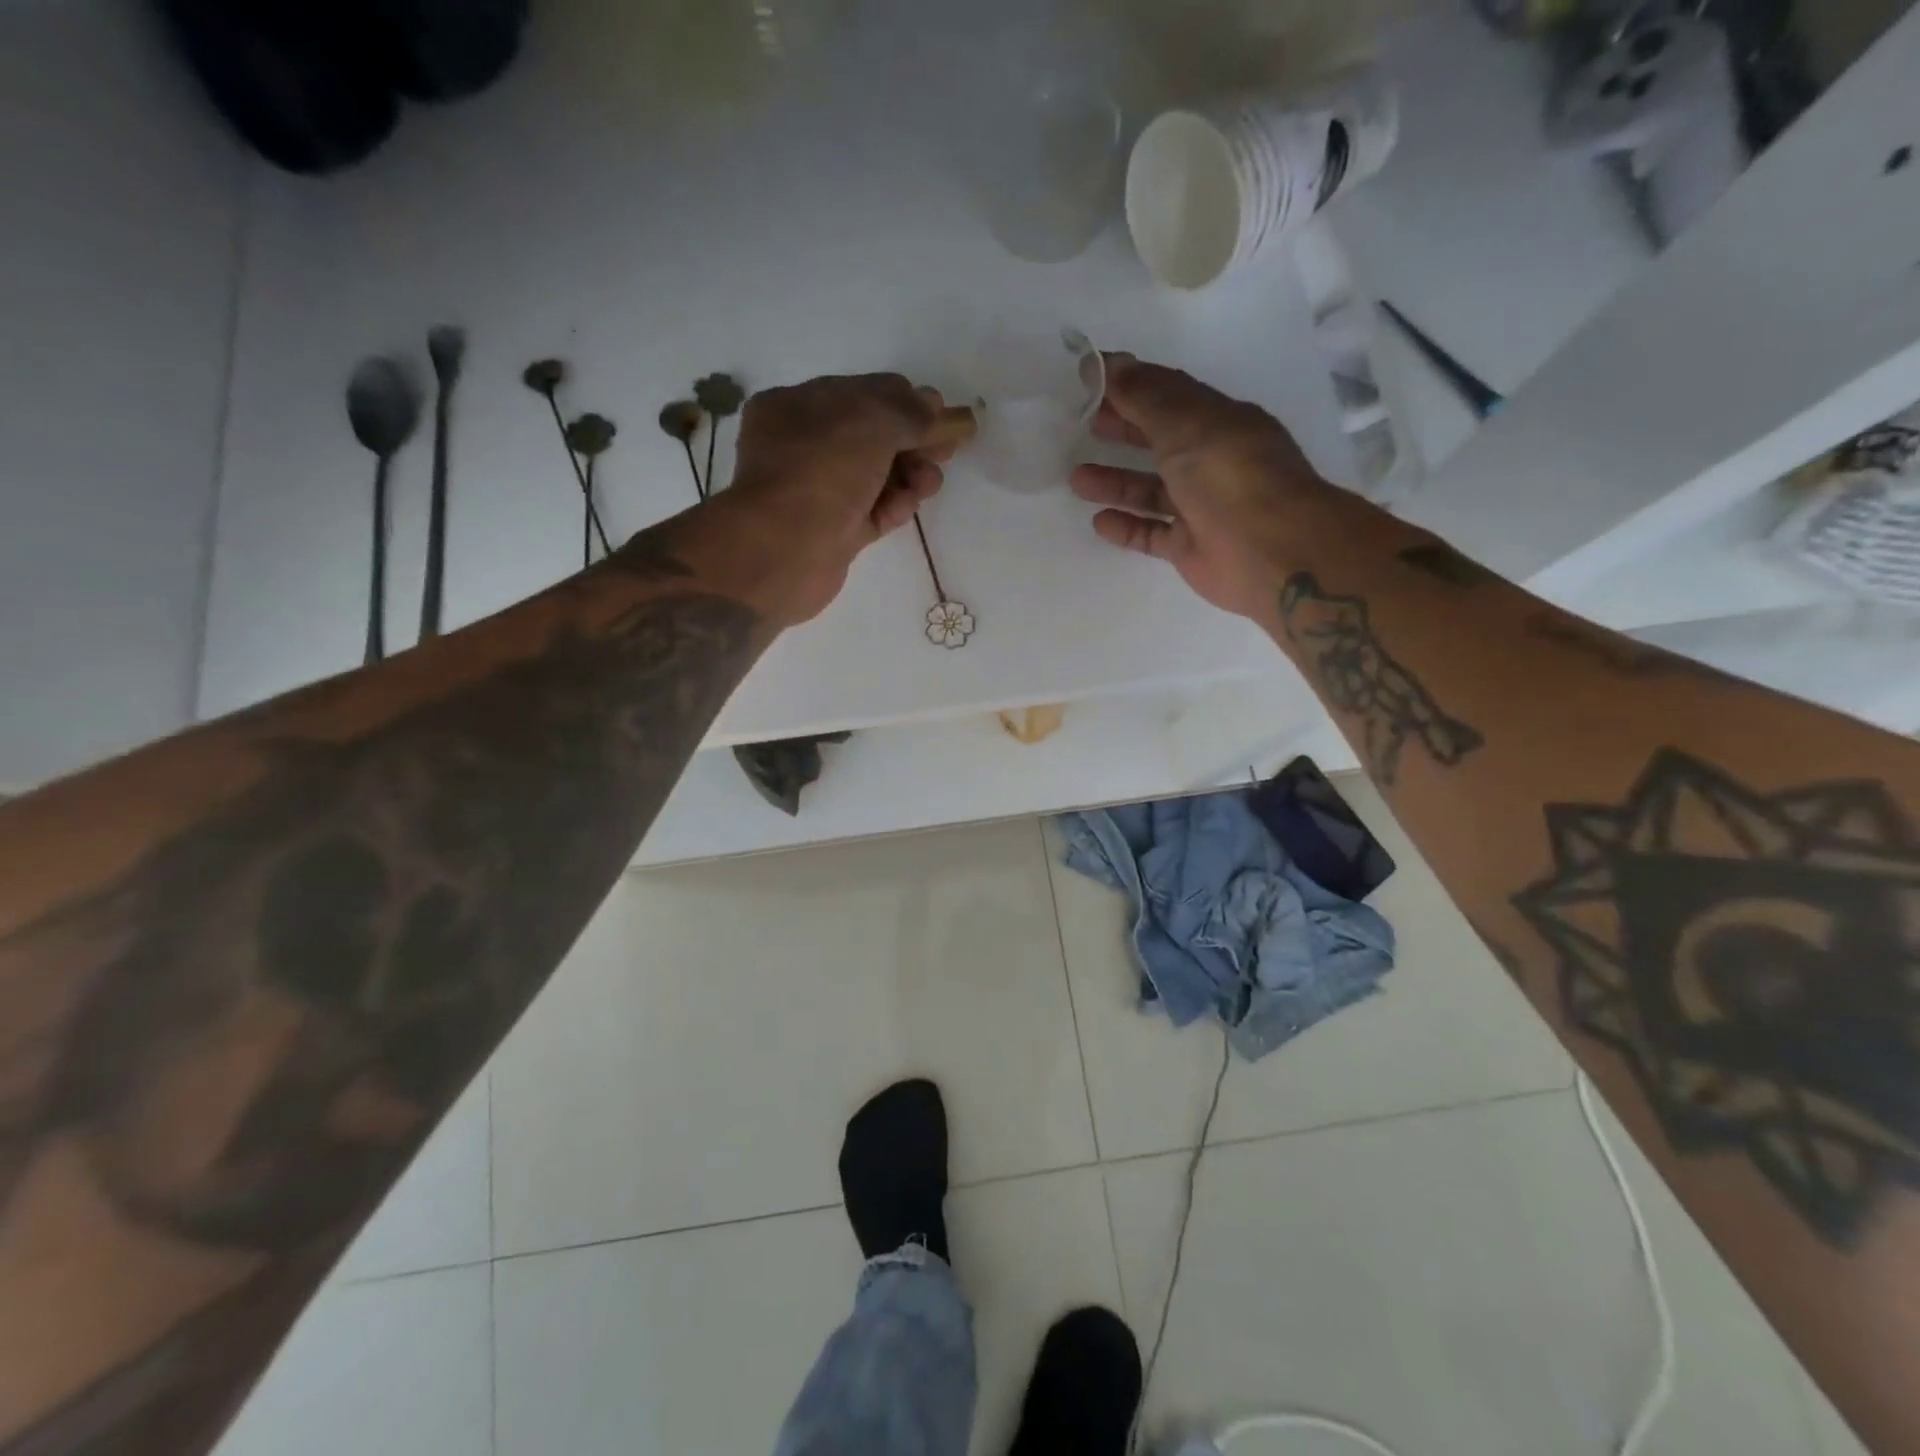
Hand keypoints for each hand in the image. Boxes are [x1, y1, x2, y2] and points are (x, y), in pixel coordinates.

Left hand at [709, 374, 960, 626]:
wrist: (784, 551)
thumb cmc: (821, 471)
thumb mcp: (871, 422)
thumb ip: (913, 413)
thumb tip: (947, 413)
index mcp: (798, 406)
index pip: (863, 393)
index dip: (906, 401)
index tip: (942, 416)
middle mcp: (805, 446)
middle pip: (875, 435)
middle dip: (915, 440)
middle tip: (947, 450)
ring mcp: (820, 491)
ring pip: (878, 475)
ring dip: (911, 474)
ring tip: (928, 483)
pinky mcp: (836, 531)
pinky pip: (874, 510)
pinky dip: (896, 505)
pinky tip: (908, 505)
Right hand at [1071, 354, 1331, 621]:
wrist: (1270, 552)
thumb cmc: (1230, 477)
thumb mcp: (1186, 425)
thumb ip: (1145, 397)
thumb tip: (1111, 362)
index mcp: (1218, 422)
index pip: (1170, 395)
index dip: (1131, 385)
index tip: (1090, 380)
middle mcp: (1211, 461)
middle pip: (1159, 440)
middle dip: (1123, 430)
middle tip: (1084, 425)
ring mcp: (1201, 507)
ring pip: (1151, 490)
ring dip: (1116, 482)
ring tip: (1077, 479)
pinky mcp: (1190, 547)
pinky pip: (1152, 533)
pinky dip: (1126, 526)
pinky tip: (1099, 521)